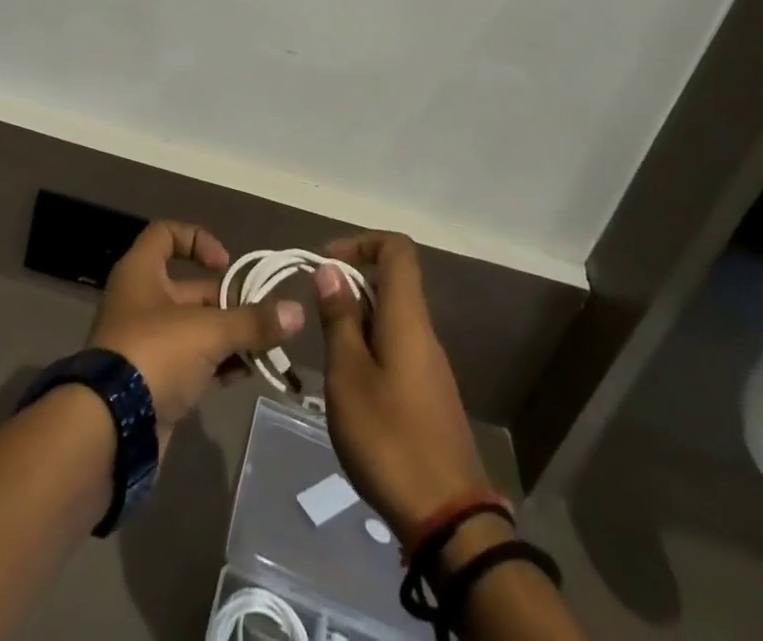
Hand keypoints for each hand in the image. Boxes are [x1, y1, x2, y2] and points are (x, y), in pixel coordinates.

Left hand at [88, 221, 303, 447]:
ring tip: (265, 349)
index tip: (226, 264)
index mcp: (141, 273)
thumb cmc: (155, 354)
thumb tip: (298, 312)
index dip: (197, 240)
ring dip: (229, 336)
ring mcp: (147, 343)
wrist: (110, 430)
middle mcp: (141, 301)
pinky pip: (192, 362)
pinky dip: (218, 364)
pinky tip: (245, 374)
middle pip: (191, 288)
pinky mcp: (154, 380)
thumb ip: (253, 322)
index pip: (166, 234)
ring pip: (196, 328)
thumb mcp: (208, 331)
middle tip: (264, 318)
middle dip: (229, 301)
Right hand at [315, 232, 488, 541]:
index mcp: (407, 317)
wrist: (448, 518)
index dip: (361, 242)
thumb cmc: (389, 437)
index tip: (326, 264)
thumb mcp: (348, 375)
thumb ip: (339, 318)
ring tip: (325, 354)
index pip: (397, 249)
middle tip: (315, 314)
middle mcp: (423, 332)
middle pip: (391, 282)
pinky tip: (347, 387)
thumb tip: (331, 269)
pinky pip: (396, 348)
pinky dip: (367, 349)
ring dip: (355, 321)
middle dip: (350, 286)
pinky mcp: (427, 394)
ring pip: (391, 318)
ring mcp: (429, 365)